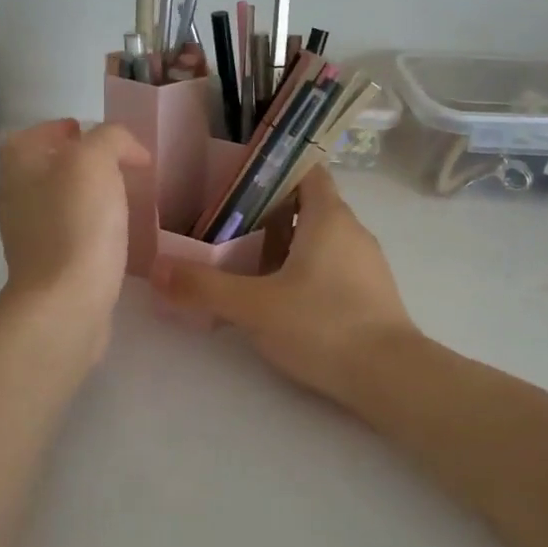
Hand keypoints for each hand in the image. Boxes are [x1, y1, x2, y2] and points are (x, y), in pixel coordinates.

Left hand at [0, 119, 149, 350]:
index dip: (67, 129)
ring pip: (61, 201)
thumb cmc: (77, 223)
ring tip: (125, 197)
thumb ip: (111, 138)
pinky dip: (92, 227)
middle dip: (82, 162)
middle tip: (120, 165)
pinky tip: (118, 233)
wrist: (66, 302)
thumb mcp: (95, 160)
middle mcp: (16, 196)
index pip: (37, 132)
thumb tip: (128, 151)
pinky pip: (72, 233)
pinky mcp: (48, 265)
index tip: (101, 138)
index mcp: (18, 165)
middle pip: (48, 166)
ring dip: (89, 196)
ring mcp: (28, 233)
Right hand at [150, 166, 420, 406]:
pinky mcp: (368, 293)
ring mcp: (364, 263)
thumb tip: (156, 270)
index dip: (273, 167)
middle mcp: (351, 231)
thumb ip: (203, 288)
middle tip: (223, 222)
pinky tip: (275, 295)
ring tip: (241, 259)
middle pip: (306, 204)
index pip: (305, 170)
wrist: (391, 378)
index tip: (235, 178)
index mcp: (329, 217)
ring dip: (282, 243)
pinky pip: (329, 265)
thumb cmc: (323, 325)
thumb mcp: (255, 306)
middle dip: (266, 210)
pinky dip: (301, 269)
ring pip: (317, 238)